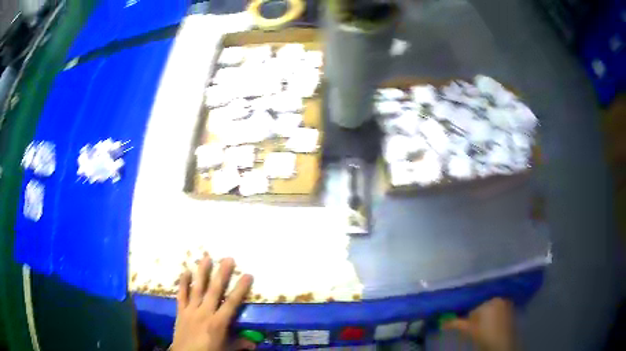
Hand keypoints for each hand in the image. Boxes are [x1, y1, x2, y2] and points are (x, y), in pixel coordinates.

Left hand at [171, 256, 254, 350]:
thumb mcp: (226, 349)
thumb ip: (239, 344)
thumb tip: (254, 343)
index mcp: (218, 323)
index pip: (232, 303)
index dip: (240, 289)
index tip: (247, 275)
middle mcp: (205, 312)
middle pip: (214, 291)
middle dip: (222, 274)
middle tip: (228, 259)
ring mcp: (191, 310)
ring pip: (197, 288)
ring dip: (202, 272)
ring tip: (206, 257)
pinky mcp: (181, 310)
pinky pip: (181, 294)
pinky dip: (183, 283)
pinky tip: (185, 271)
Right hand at [444, 298, 516, 350]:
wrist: (502, 343)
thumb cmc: (484, 335)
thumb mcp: (469, 330)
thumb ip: (456, 323)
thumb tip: (442, 322)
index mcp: (489, 300)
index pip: (475, 308)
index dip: (471, 320)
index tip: (472, 329)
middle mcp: (500, 299)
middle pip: (484, 308)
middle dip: (480, 318)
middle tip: (478, 330)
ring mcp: (508, 304)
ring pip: (492, 310)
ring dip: (488, 318)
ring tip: (486, 330)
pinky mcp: (512, 311)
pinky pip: (501, 312)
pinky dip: (496, 318)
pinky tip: (494, 328)